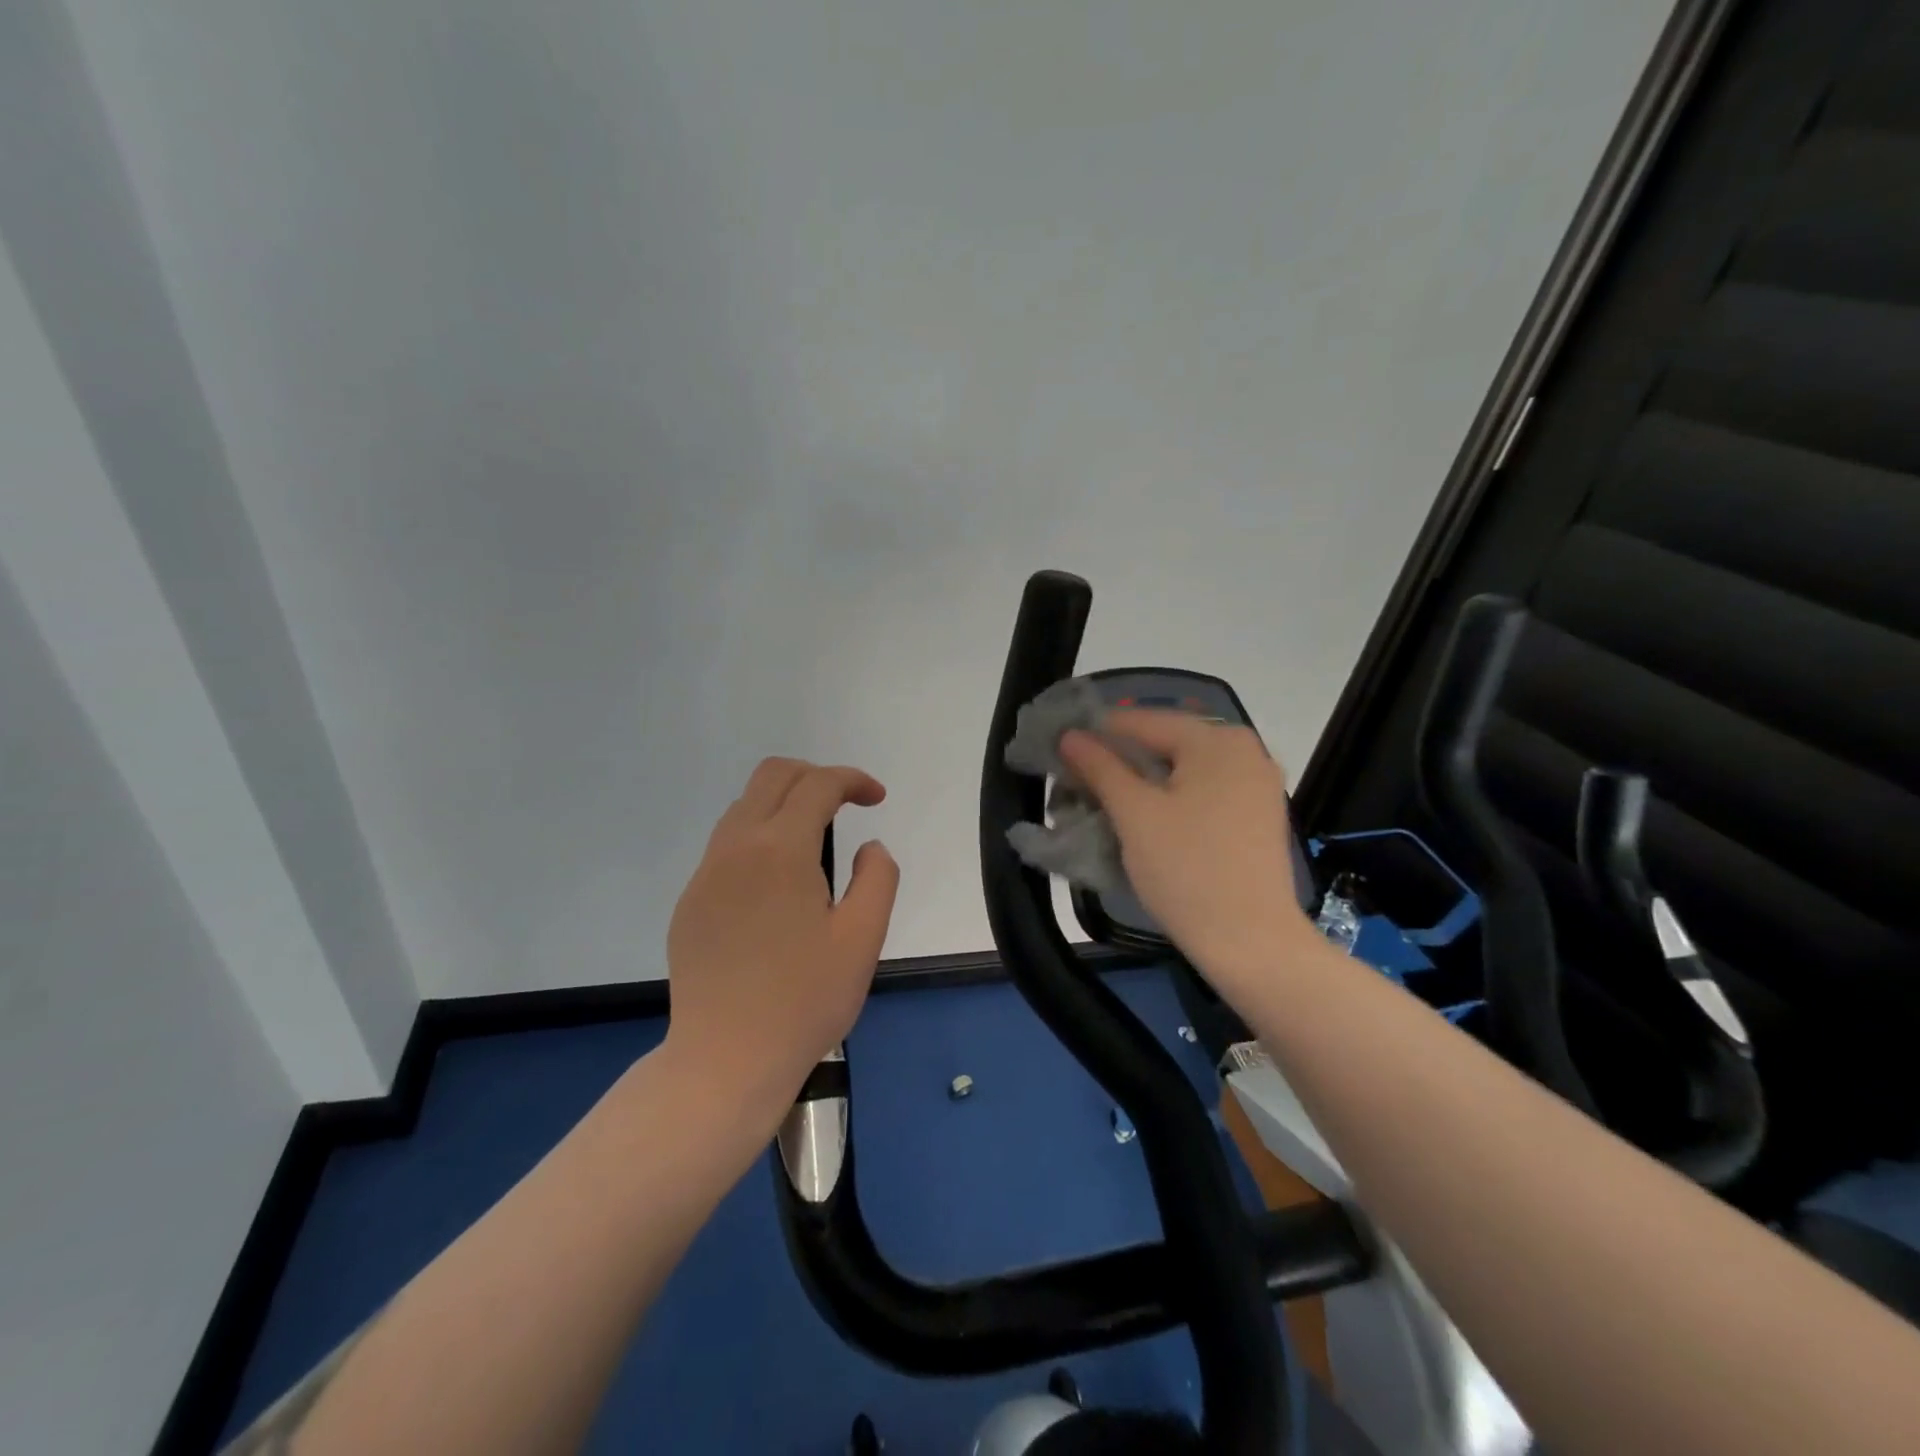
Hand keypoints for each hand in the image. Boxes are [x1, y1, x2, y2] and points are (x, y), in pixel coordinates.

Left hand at [665, 758, 899, 1121]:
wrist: (726, 1059)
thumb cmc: (805, 999)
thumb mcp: (863, 937)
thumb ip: (877, 877)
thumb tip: (867, 847)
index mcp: (781, 849)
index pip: (818, 785)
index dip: (853, 780)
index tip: (876, 799)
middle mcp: (736, 848)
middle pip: (772, 777)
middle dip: (814, 776)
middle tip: (845, 804)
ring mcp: (705, 875)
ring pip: (743, 809)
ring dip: (783, 806)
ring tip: (814, 845)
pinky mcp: (689, 903)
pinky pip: (726, 848)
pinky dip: (758, 840)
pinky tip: (776, 889)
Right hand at [1060, 712, 1311, 994]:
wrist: (1251, 942)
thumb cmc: (1187, 869)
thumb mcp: (1134, 814)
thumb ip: (1100, 767)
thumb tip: (1070, 735)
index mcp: (1217, 739)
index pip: (1141, 722)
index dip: (1094, 734)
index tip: (1056, 752)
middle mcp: (1244, 750)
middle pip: (1164, 744)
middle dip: (1117, 762)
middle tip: (1074, 784)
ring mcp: (1256, 785)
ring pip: (1182, 771)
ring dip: (1140, 783)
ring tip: (1101, 803)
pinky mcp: (1256, 817)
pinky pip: (1202, 793)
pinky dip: (1168, 800)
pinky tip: (1141, 820)